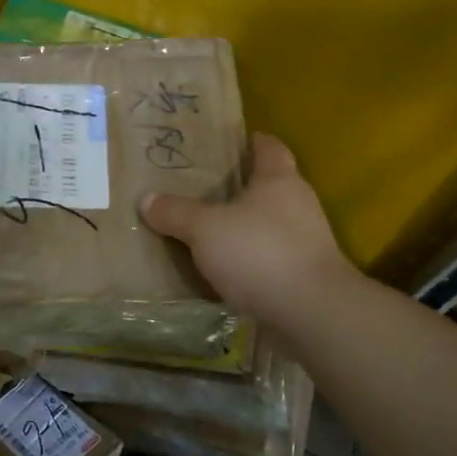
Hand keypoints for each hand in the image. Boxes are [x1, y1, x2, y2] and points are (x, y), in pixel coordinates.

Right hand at [139, 133, 351, 325]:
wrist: (311, 314)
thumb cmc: (260, 252)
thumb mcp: (205, 228)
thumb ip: (175, 213)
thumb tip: (146, 199)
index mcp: (279, 180)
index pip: (270, 148)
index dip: (251, 141)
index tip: (229, 142)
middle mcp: (298, 205)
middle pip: (269, 187)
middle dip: (239, 188)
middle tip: (202, 189)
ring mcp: (305, 243)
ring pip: (268, 225)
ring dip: (243, 228)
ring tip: (206, 232)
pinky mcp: (304, 276)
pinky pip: (269, 260)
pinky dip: (249, 261)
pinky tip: (223, 270)